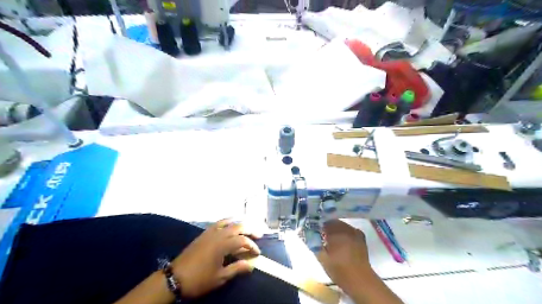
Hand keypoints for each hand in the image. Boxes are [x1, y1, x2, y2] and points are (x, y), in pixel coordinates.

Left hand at [171, 218, 259, 299]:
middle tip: (259, 233)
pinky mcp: (204, 233)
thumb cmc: (199, 279)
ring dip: (239, 222)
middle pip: (238, 227)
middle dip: (250, 229)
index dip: (252, 246)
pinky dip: (227, 221)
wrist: (175, 277)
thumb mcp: (220, 277)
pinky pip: (218, 223)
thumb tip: (252, 264)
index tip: (257, 253)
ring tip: (247, 225)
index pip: (242, 241)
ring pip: (228, 222)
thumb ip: (237, 268)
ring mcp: (210, 232)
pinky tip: (230, 223)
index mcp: (222, 245)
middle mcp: (218, 235)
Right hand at [319, 219, 373, 293]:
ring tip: (331, 239)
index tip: (313, 230)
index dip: (317, 225)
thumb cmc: (338, 269)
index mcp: (336, 231)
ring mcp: (355, 231)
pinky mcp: (361, 237)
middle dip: (326, 227)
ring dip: (335, 229)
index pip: (323, 221)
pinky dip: (344, 233)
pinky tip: (342, 241)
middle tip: (321, 235)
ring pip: (341, 225)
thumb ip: (313, 243)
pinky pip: (349, 230)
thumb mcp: (321, 257)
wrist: (359, 280)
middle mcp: (346, 227)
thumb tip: (307, 233)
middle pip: (333, 222)